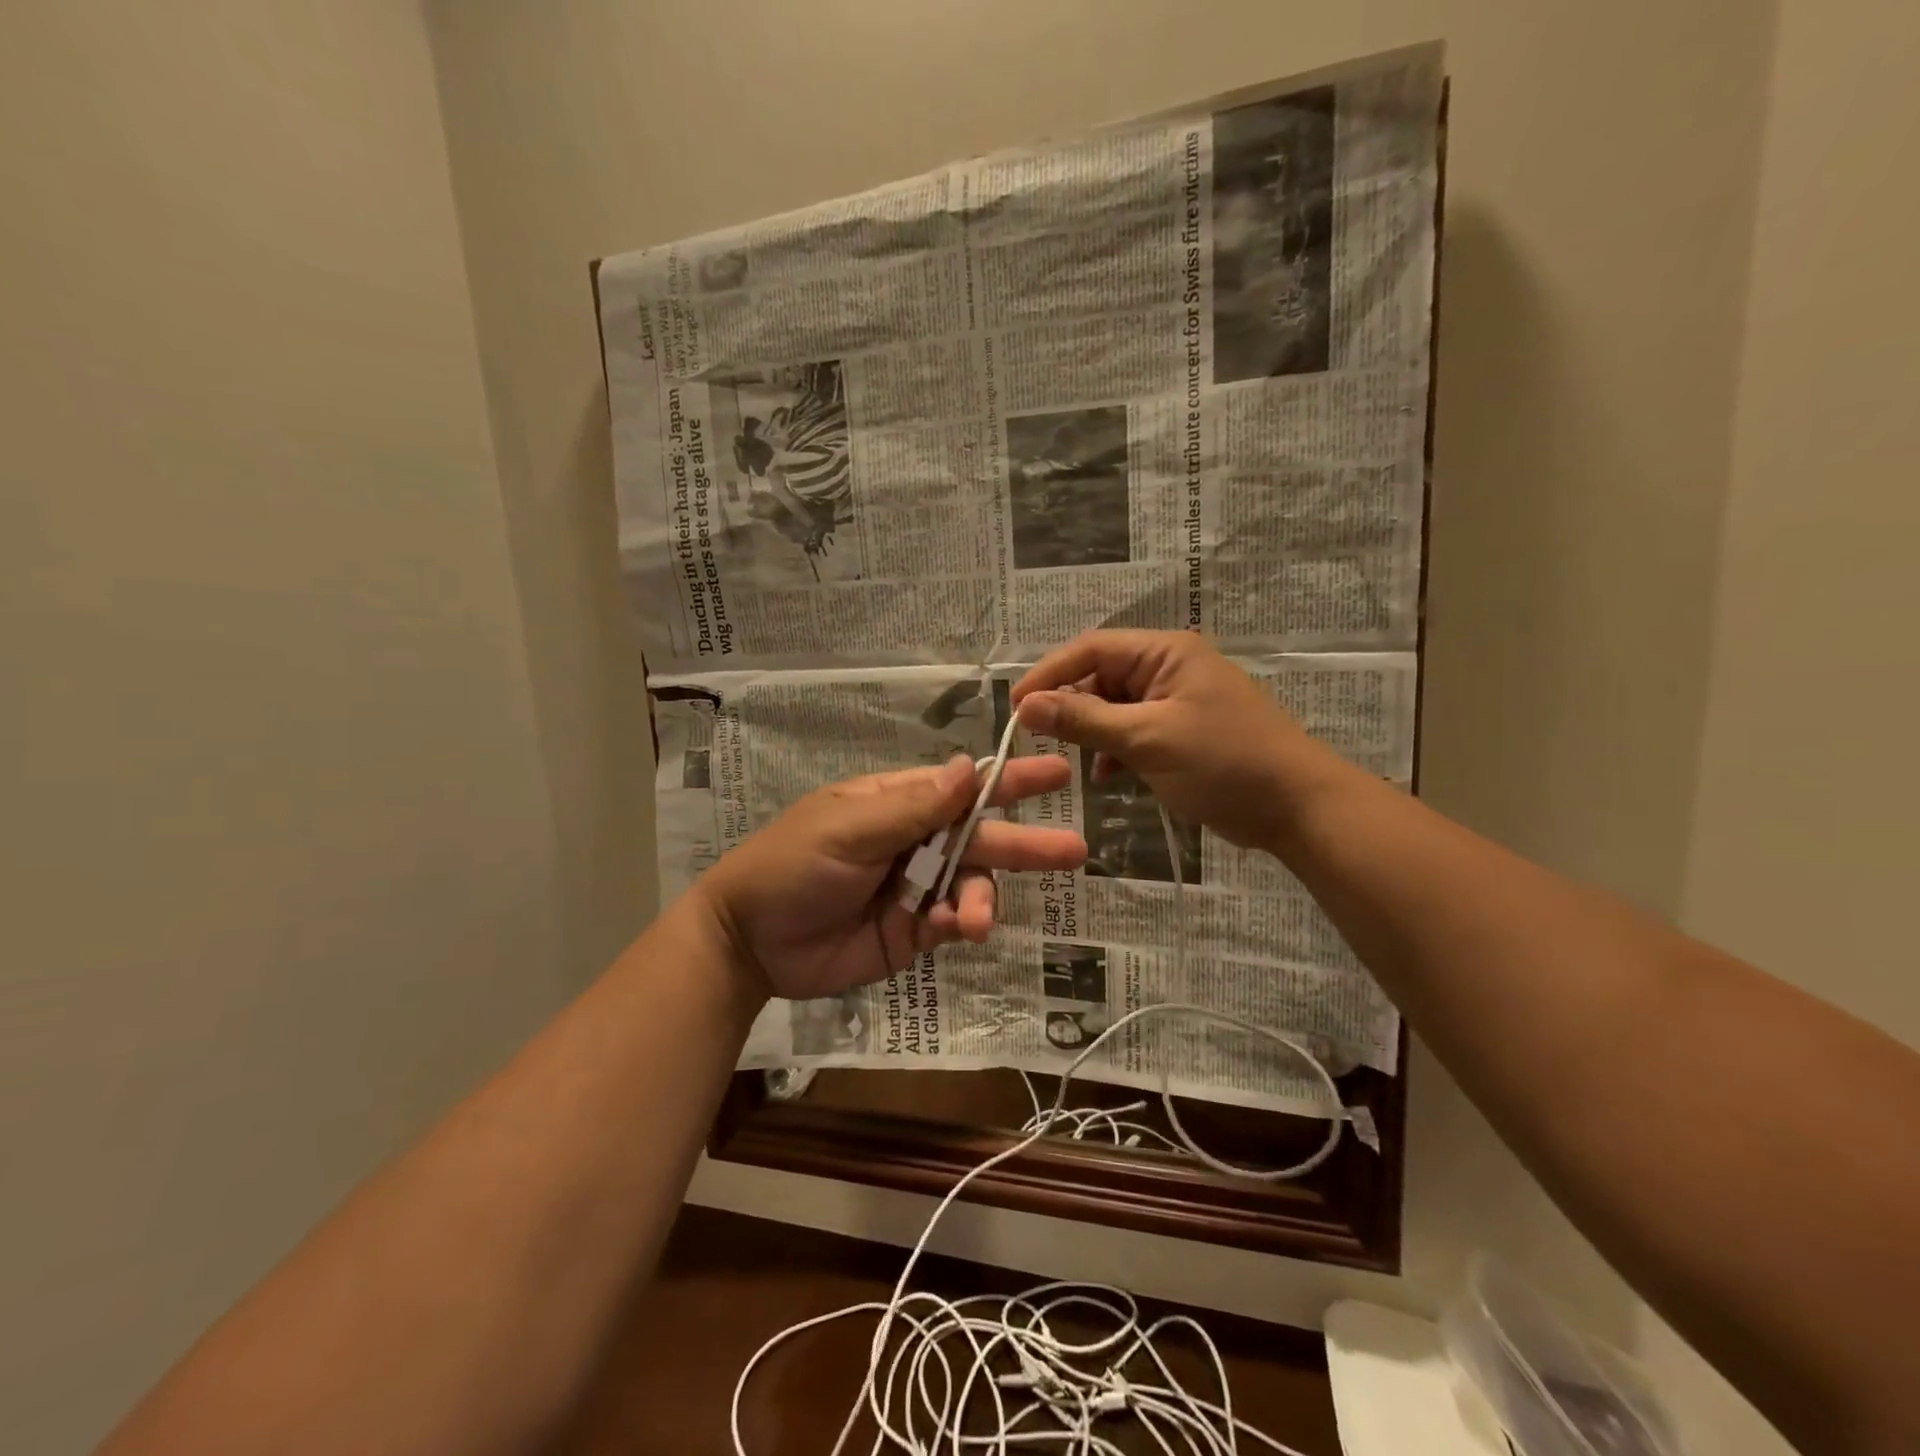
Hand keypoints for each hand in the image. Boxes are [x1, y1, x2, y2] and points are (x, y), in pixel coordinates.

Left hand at [698, 755, 1085, 1001]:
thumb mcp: (848, 828)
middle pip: (980, 838)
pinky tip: (957, 930)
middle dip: (1024, 844)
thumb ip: (912, 807)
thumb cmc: (791, 865)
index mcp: (898, 803)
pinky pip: (952, 923)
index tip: (1058, 773)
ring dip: (983, 899)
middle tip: (1073, 852)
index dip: (1010, 781)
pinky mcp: (913, 931)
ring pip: (972, 885)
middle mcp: (915, 841)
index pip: (965, 787)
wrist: (749, 942)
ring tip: (975, 920)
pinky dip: (961, 925)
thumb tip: (968, 768)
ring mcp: (916, 887)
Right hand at [1012, 629, 1342, 851]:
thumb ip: (1084, 719)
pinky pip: (1134, 731)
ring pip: (1114, 707)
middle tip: (1039, 740)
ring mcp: (1177, 700)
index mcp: (1165, 652)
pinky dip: (1116, 750)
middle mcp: (1169, 667)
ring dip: (1092, 732)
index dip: (1049, 674)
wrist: (1298, 809)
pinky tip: (1106, 777)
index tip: (1015, 708)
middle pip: (1101, 676)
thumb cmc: (1224, 763)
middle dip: (1071, 707)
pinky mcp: (1182, 732)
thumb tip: (1025, 706)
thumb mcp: (1147, 739)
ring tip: (1074, 763)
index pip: (1091, 649)